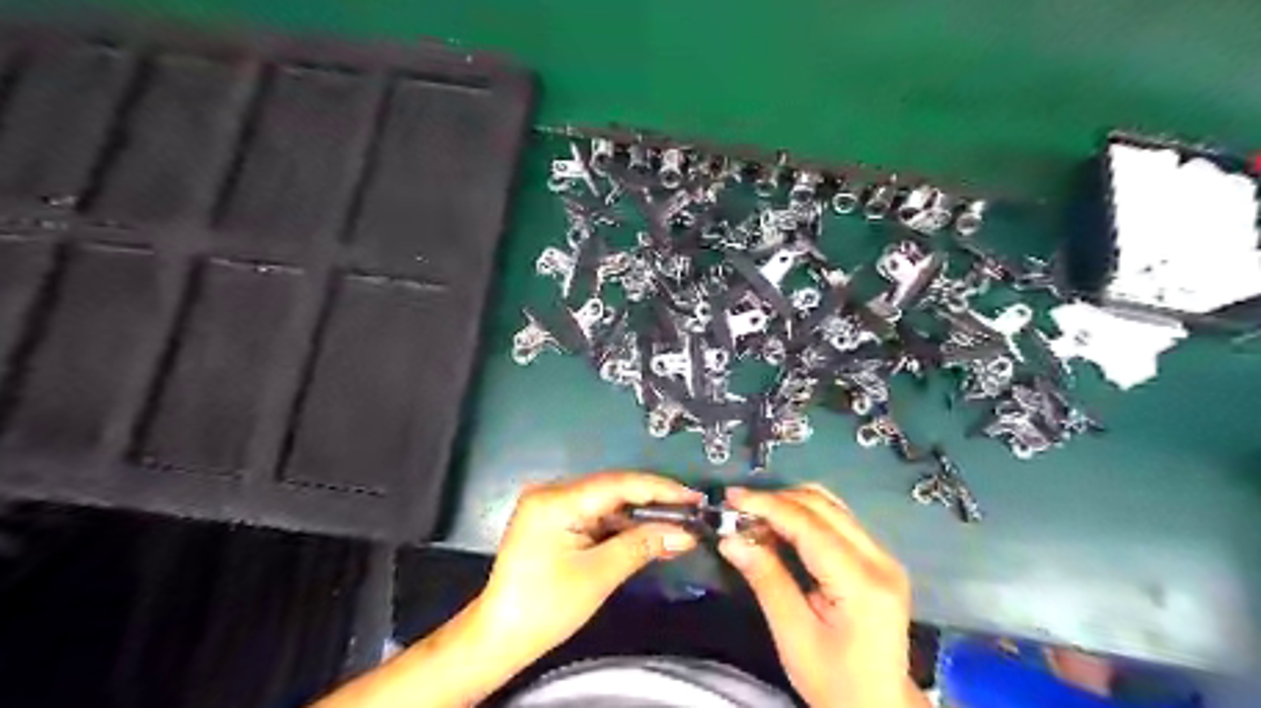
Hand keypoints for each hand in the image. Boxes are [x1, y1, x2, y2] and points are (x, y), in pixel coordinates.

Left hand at [478, 474, 705, 665]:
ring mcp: (552, 506)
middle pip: (614, 490)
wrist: (500, 636)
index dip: (660, 489)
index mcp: (557, 500)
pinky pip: (596, 517)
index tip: (693, 497)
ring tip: (678, 528)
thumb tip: (685, 534)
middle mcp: (553, 493)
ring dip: (640, 518)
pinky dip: (622, 528)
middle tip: (691, 513)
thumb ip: (642, 545)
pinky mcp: (555, 520)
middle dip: (654, 503)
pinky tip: (650, 536)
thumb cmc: (545, 607)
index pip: (618, 484)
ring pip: (608, 504)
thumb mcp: (598, 575)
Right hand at [719, 488, 922, 707]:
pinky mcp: (877, 559)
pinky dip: (803, 516)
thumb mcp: (794, 637)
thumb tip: (730, 539)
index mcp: (862, 582)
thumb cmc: (835, 682)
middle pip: (822, 506)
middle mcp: (880, 559)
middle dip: (775, 500)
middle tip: (737, 509)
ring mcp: (883, 556)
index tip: (731, 497)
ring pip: (831, 506)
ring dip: (789, 504)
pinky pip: (836, 520)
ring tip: (754, 516)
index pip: (810, 525)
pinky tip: (779, 528)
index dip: (768, 505)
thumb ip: (766, 581)